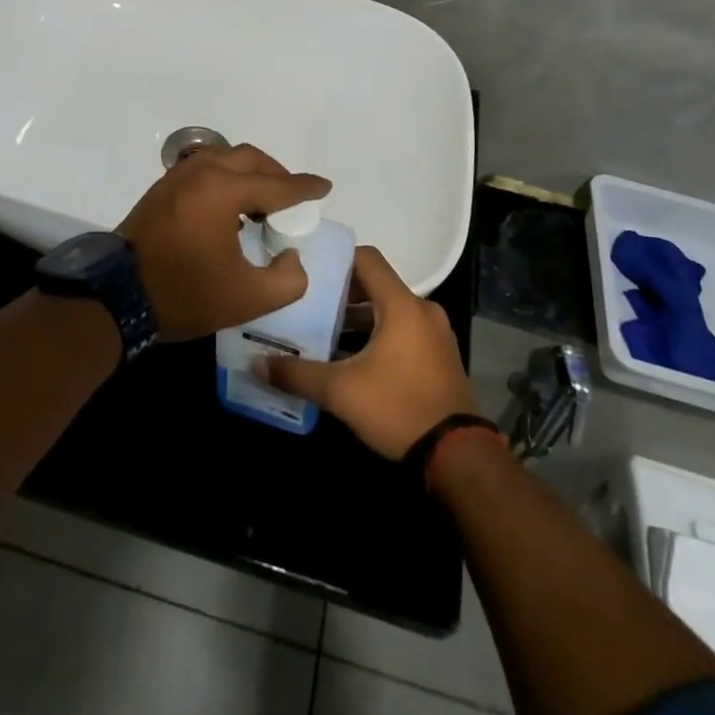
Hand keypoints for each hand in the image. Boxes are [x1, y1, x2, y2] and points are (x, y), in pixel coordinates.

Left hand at [118, 144, 330, 341]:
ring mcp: (178, 177)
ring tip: (264, 203)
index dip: (304, 188)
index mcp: (222, 192)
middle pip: (251, 159)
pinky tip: (231, 206)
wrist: (117, 297)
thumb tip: (290, 257)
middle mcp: (201, 172)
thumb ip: (287, 279)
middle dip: (278, 175)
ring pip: (226, 158)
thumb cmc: (185, 295)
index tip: (324, 187)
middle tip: (293, 199)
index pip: (276, 186)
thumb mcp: (248, 299)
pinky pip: (205, 168)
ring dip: (251, 173)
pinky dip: (227, 177)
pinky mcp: (163, 188)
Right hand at [259, 247, 478, 459]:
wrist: (457, 456)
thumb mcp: (340, 392)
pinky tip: (353, 358)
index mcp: (402, 305)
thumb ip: (297, 374)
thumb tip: (257, 363)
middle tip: (309, 302)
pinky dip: (379, 334)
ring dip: (360, 317)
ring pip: (390, 310)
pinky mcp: (440, 356)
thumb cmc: (398, 408)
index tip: (310, 267)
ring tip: (325, 331)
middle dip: (342, 292)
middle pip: (377, 284)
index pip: (367, 259)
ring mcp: (435, 333)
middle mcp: (422, 310)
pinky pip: (404, 330)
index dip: (338, 258)